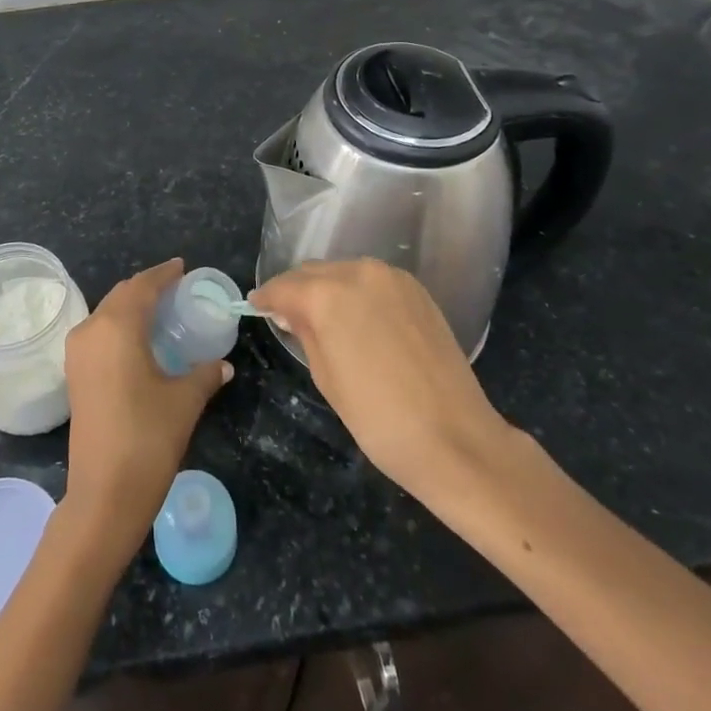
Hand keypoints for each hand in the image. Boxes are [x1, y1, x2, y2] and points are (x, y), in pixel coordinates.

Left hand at [61, 259, 230, 564]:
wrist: (104, 492)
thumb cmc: (148, 437)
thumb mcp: (184, 401)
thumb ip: (204, 374)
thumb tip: (222, 364)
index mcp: (117, 326)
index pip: (143, 286)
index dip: (164, 273)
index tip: (182, 267)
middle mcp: (91, 329)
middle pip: (121, 295)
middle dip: (148, 288)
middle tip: (176, 289)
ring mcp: (77, 352)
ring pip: (107, 313)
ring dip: (131, 307)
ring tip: (161, 312)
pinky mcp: (74, 373)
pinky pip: (99, 333)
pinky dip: (119, 327)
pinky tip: (140, 341)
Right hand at [252, 259, 513, 504]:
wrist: (455, 438)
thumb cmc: (378, 418)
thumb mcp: (325, 376)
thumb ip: (304, 332)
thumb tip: (291, 312)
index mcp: (326, 294)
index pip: (283, 287)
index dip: (266, 298)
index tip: (256, 307)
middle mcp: (357, 272)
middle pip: (313, 273)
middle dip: (297, 291)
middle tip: (287, 315)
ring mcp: (391, 278)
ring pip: (343, 273)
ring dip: (328, 289)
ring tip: (323, 318)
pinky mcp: (416, 289)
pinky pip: (372, 282)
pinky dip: (358, 293)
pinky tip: (358, 319)